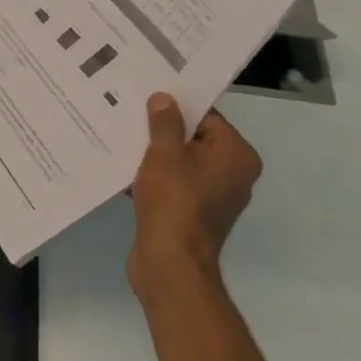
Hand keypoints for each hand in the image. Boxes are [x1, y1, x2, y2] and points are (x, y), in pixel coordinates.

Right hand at [129, 94, 261, 303]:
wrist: (170, 262)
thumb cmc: (174, 201)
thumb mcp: (165, 154)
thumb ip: (165, 123)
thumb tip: (164, 98)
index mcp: (237, 156)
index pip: (207, 118)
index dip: (177, 107)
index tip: (148, 98)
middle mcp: (233, 175)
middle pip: (194, 140)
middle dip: (162, 131)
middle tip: (131, 114)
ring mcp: (214, 197)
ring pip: (181, 164)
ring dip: (154, 156)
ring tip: (123, 140)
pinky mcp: (193, 215)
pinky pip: (174, 185)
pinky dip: (153, 178)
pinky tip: (125, 171)